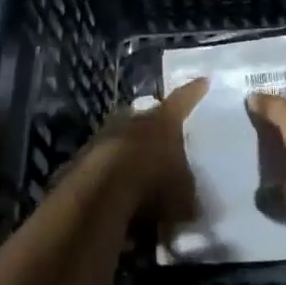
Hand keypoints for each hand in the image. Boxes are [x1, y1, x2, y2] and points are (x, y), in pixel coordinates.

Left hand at [76, 78, 207, 225]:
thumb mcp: (184, 196)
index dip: (194, 92)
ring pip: (123, 139)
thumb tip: (190, 203)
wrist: (98, 194)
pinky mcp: (83, 157)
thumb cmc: (153, 185)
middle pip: (148, 118)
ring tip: (140, 172)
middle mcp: (134, 120)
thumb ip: (188, 194)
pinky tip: (117, 193)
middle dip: (156, 128)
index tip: (203, 81)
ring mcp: (104, 135)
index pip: (184, 99)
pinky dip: (111, 174)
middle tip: (165, 139)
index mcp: (164, 121)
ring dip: (131, 152)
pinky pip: (104, 162)